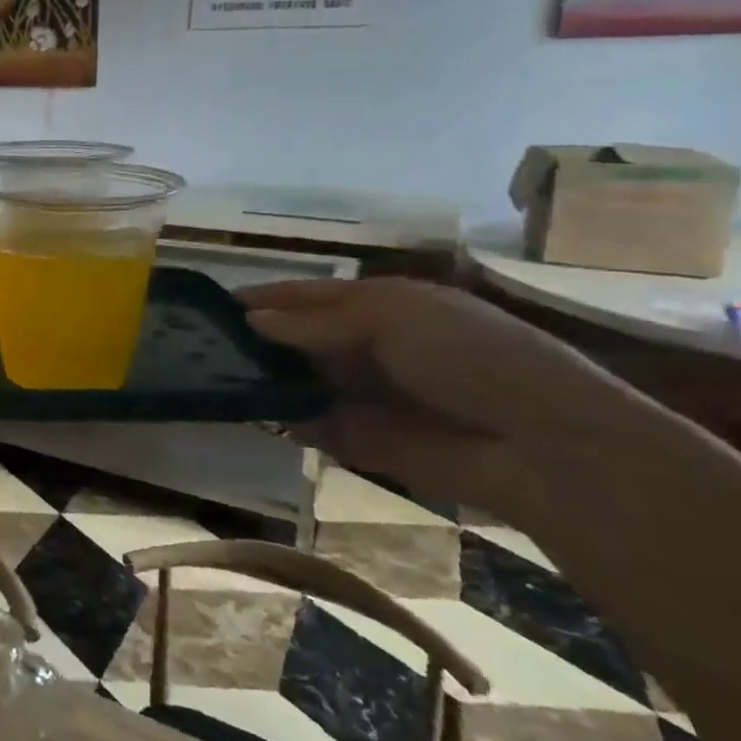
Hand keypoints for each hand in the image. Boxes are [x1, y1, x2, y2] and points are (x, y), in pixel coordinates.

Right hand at [241, 278, 653, 528]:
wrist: (539, 445)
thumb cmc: (468, 357)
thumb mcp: (391, 319)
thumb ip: (317, 322)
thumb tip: (251, 320)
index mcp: (383, 307)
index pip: (310, 296)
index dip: (267, 297)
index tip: (214, 303)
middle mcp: (369, 347)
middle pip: (299, 339)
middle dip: (257, 339)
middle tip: (201, 342)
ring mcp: (365, 395)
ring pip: (299, 381)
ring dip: (263, 378)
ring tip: (209, 375)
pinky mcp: (363, 440)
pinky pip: (310, 425)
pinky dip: (281, 420)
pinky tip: (245, 412)